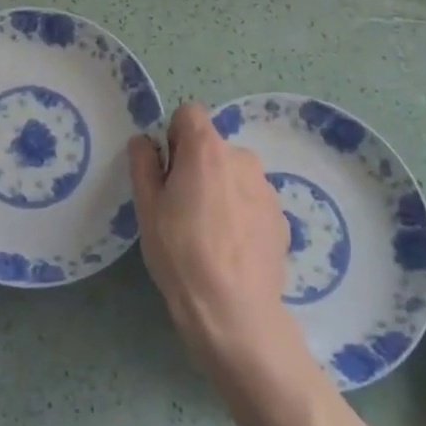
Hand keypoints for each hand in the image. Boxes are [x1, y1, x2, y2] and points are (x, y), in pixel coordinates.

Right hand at [130, 102, 302, 378]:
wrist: (234, 312)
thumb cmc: (181, 253)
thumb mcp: (147, 208)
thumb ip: (143, 164)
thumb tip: (144, 141)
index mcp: (207, 149)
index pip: (190, 113)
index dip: (174, 135)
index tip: (166, 168)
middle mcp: (242, 158)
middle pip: (213, 146)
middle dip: (197, 165)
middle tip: (181, 207)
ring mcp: (266, 189)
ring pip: (234, 175)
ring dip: (221, 189)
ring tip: (208, 233)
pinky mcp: (282, 218)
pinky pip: (252, 201)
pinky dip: (240, 213)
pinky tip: (230, 249)